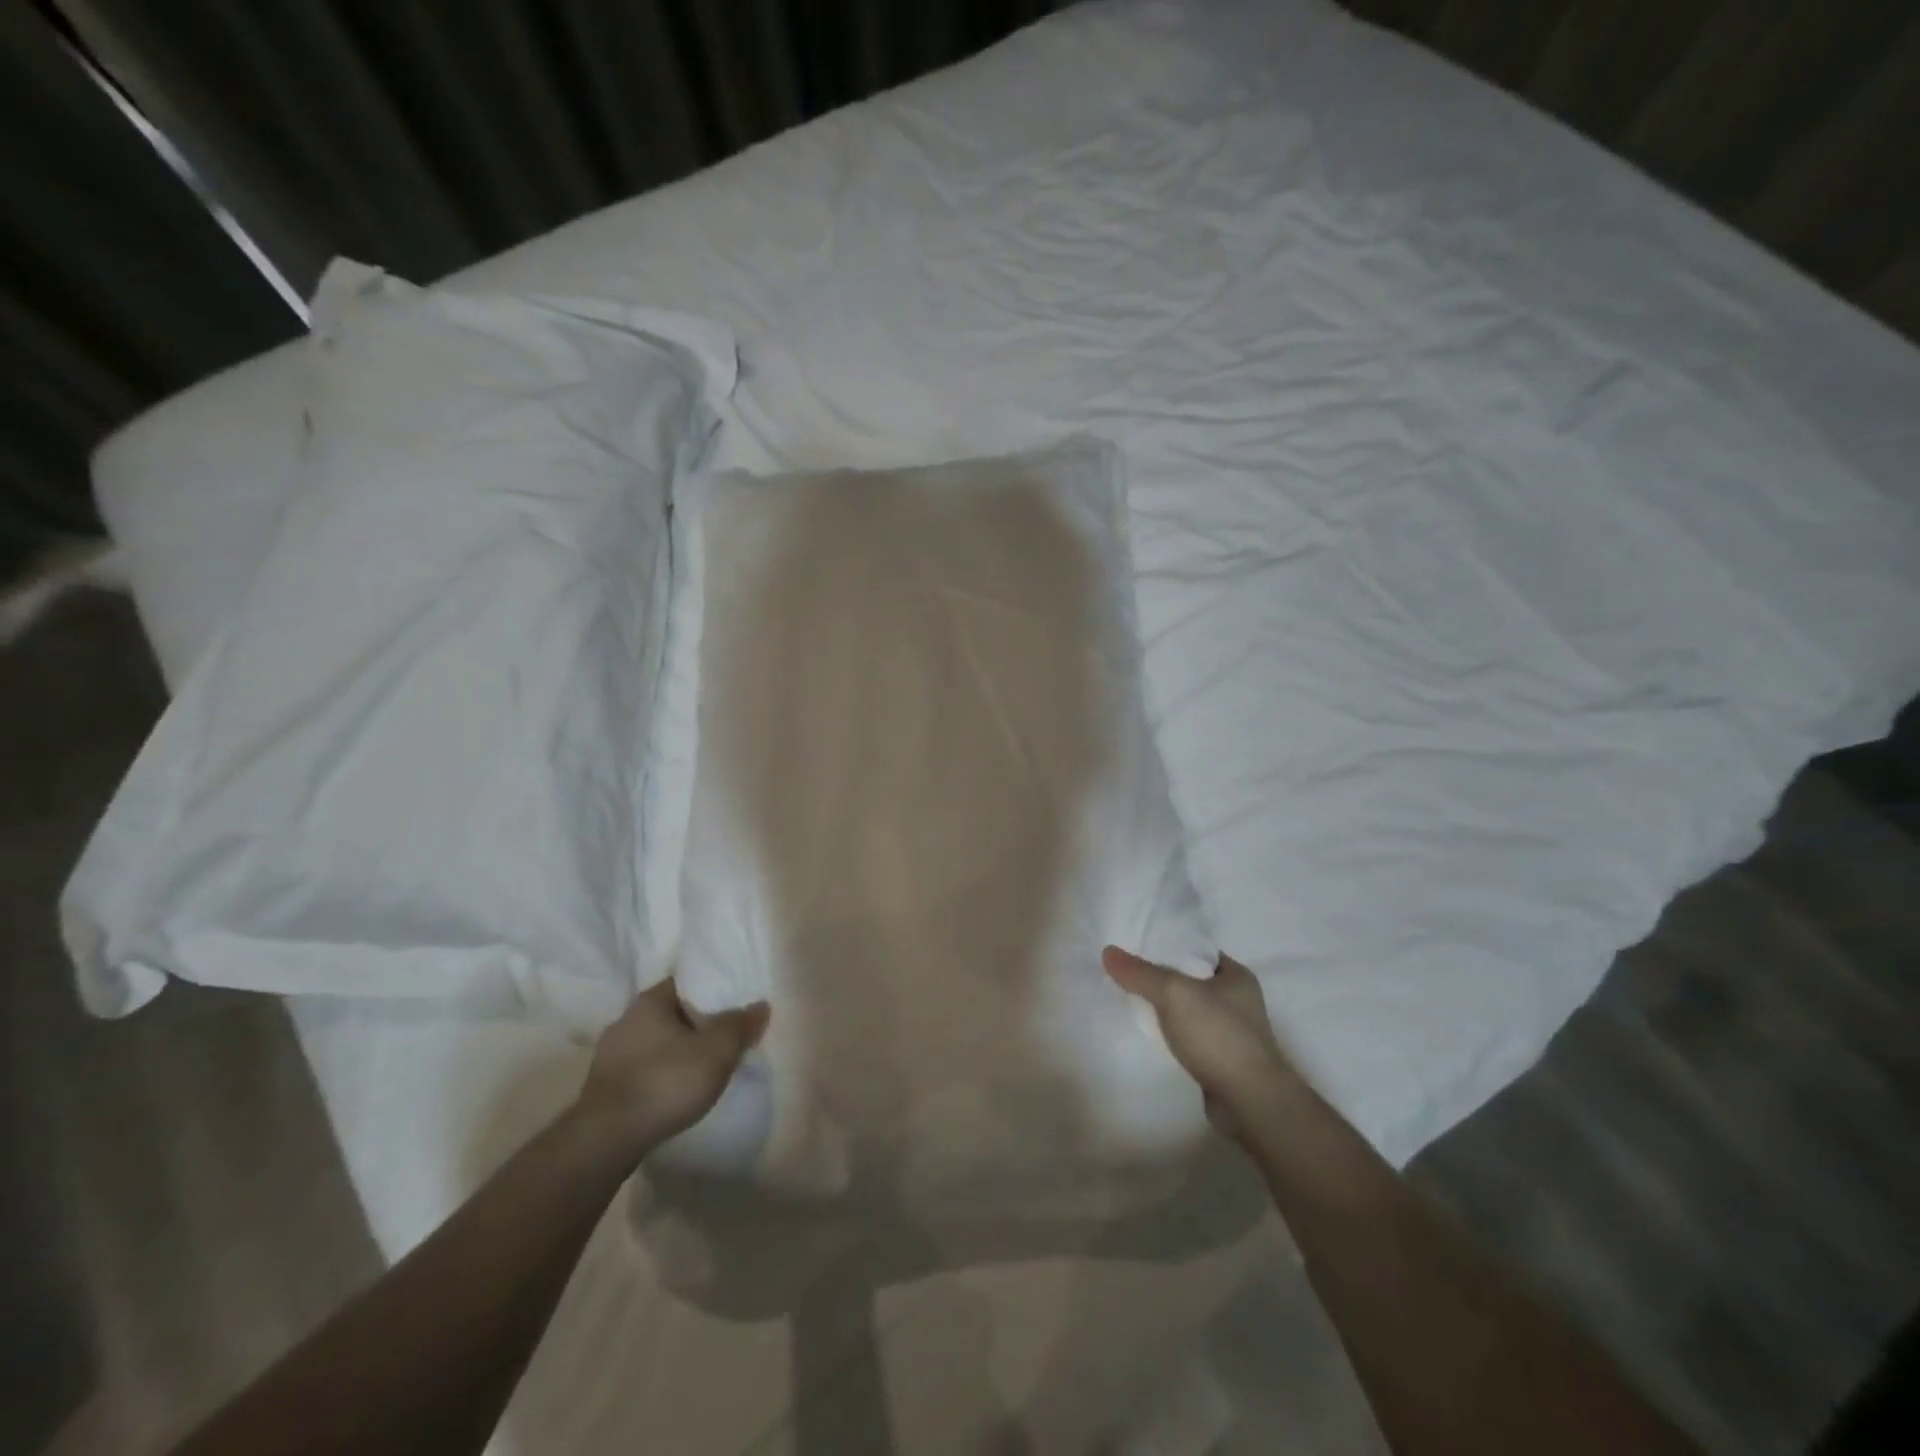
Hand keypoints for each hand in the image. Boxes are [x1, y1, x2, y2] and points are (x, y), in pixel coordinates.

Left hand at [575, 977, 769, 1157]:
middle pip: (671, 1013)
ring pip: (655, 1043)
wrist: (605, 1141)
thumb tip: (761, 1005)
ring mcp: (609, 1055)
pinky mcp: (603, 1088)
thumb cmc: (665, 1082)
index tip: (733, 1003)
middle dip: (696, 1023)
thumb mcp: (717, 1051)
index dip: (712, 990)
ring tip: (704, 1066)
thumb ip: (740, 1025)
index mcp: (649, 1001)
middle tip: (724, 1036)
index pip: (686, 982)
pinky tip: (676, 1091)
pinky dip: (661, 1075)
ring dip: (677, 1051)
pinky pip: (643, 1069)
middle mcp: (625, 1020)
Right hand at [1103, 947, 1293, 1143]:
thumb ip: (1141, 972)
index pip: (1197, 950)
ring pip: (1188, 1010)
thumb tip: (1108, 951)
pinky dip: (1170, 1034)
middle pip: (1190, 980)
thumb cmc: (1218, 1035)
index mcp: (1237, 975)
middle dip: (1161, 978)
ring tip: (1129, 1000)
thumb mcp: (1174, 993)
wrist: (1249, 1101)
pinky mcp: (1221, 1060)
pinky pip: (1188, 1036)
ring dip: (1164, 1008)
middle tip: (1126, 972)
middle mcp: (1238, 1001)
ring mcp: (1231, 1032)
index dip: (1167, 945)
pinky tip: (1147, 1033)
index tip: (1136, 945)